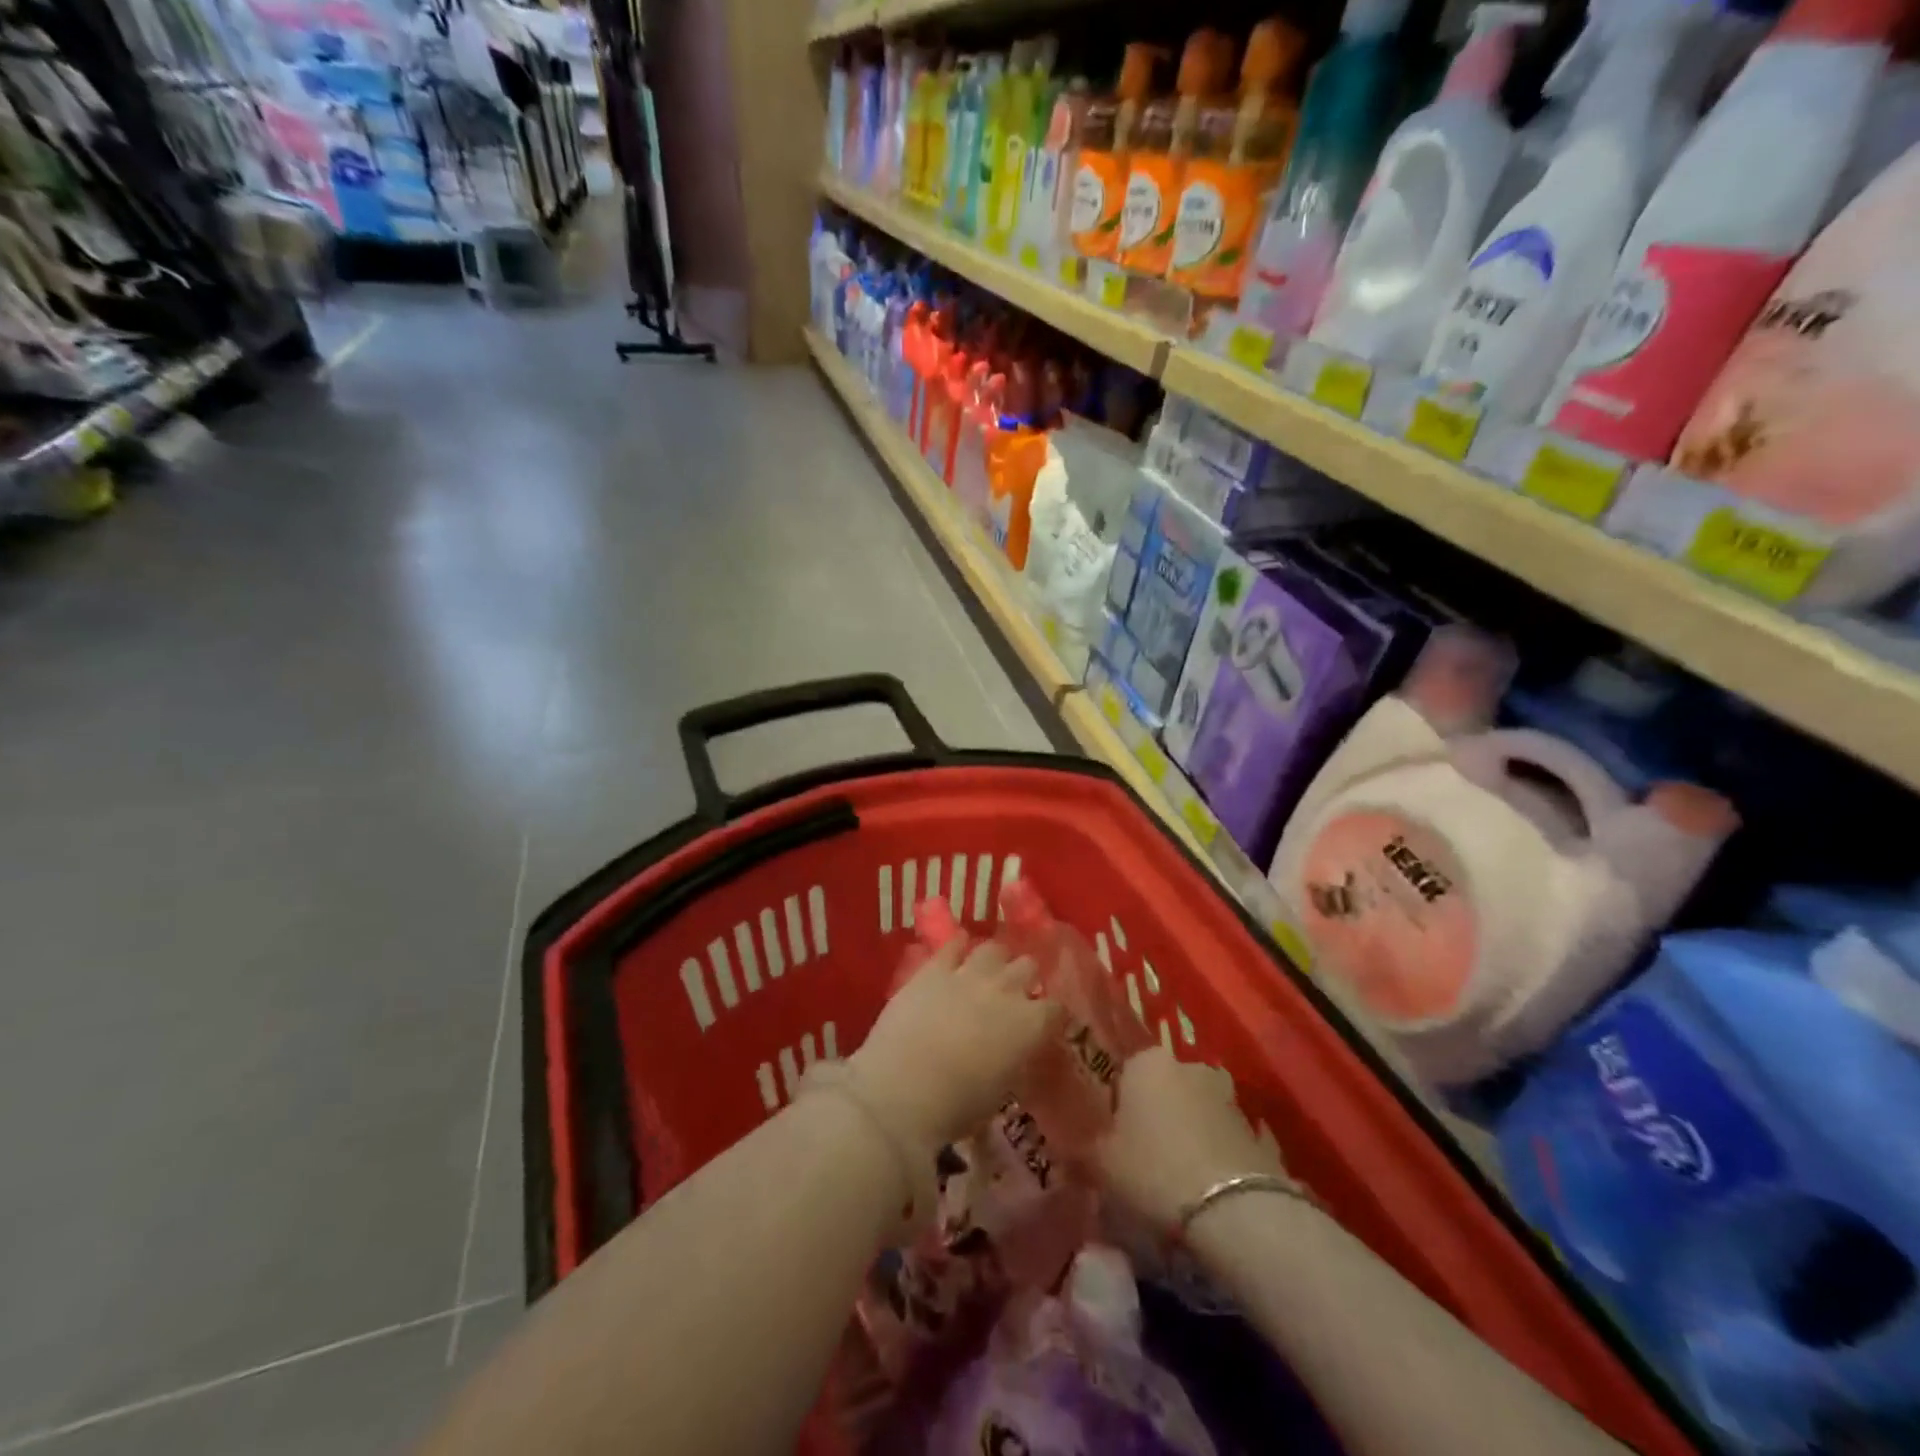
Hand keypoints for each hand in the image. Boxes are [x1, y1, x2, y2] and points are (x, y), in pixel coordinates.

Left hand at [851, 936, 1063, 1156]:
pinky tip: (957, 951)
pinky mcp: (934, 969)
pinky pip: (953, 945)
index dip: (1051, 1016)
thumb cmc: (957, 1106)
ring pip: (994, 949)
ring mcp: (969, 974)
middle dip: (1025, 978)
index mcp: (1030, 1025)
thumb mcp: (1000, 1091)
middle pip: (1028, 966)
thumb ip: (1013, 1061)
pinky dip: (958, 947)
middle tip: (1014, 995)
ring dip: (995, 960)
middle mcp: (1006, 990)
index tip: (1044, 1024)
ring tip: (987, 972)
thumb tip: (1012, 1053)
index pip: (1056, 1009)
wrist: (903, 1089)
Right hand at [1096, 1047, 1285, 1230]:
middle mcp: (1187, 1065)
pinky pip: (1221, 1137)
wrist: (1234, 1211)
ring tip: (1175, 1179)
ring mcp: (1226, 1096)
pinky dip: (1212, 1155)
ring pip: (1193, 1111)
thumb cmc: (1154, 1171)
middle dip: (1152, 1116)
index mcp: (1147, 1061)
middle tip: (1140, 1157)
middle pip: (1161, 1089)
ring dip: (1185, 1134)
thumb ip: (1082, 1146)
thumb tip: (1068, 1145)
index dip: (1114, 1105)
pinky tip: (1204, 1189)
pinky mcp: (1255, 1129)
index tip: (1110, 1137)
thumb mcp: (1100, 1163)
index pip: (1122, 1071)